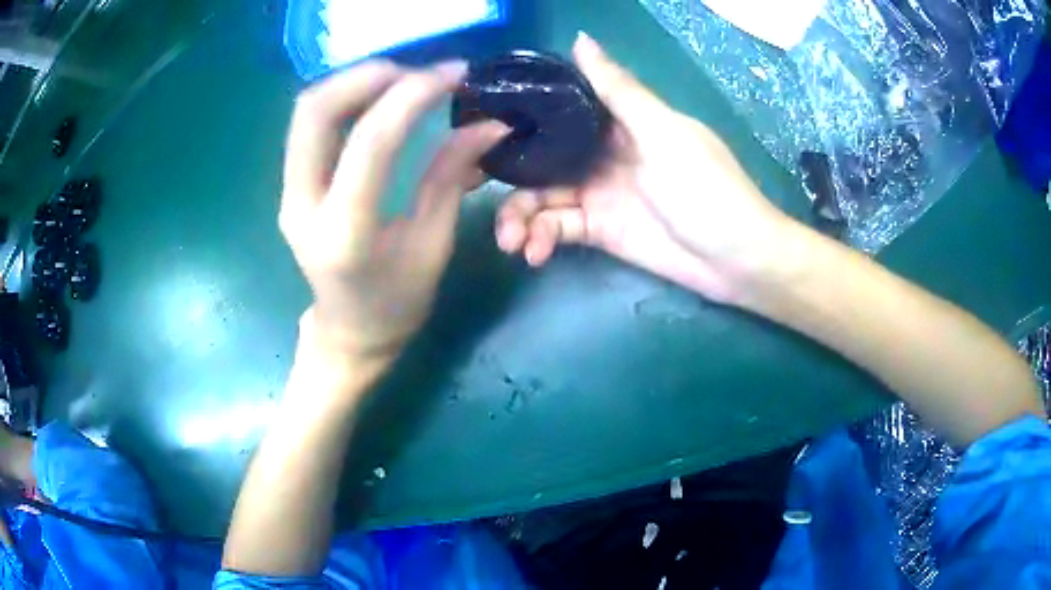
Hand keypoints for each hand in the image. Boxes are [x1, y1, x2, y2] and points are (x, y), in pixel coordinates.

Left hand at [281, 61, 508, 357]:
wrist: (349, 332)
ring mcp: (289, 193)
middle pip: (317, 111)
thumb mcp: (433, 244)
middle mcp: (303, 207)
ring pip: (307, 111)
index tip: (453, 74)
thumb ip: (452, 176)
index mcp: (346, 233)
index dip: (414, 96)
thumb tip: (488, 124)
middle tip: (418, 73)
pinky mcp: (291, 185)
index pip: (372, 142)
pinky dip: (344, 99)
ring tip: (402, 80)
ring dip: (354, 82)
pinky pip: (310, 126)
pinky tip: (378, 99)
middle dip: (370, 76)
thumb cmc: (397, 303)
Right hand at [495, 33, 790, 304]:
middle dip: (509, 176)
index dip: (520, 114)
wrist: (735, 258)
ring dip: (519, 217)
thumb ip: (618, 89)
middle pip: (539, 156)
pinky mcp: (599, 230)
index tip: (481, 124)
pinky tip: (534, 254)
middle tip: (480, 195)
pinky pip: (557, 229)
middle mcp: (600, 152)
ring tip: (511, 242)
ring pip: (541, 196)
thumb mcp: (662, 131)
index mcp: (617, 121)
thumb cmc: (706, 187)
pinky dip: (541, 240)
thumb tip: (579, 39)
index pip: (557, 108)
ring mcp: (597, 192)